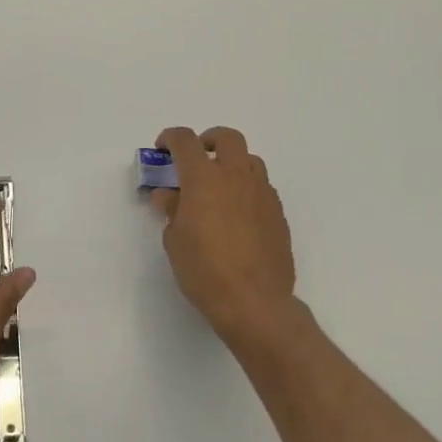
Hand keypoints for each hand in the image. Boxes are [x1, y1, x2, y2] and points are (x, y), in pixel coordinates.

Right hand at [152, 126, 296, 347]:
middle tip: (197, 158)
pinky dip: (247, 189)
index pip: (185, 140)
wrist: (255, 303)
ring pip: (250, 160)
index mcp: (204, 178)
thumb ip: (171, 210)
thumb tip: (169, 196)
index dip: (170, 138)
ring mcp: (262, 194)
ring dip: (232, 164)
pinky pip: (262, 188)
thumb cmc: (204, 270)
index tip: (162, 150)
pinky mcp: (278, 214)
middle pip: (227, 137)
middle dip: (209, 140)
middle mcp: (236, 177)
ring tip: (219, 188)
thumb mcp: (174, 240)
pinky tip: (237, 215)